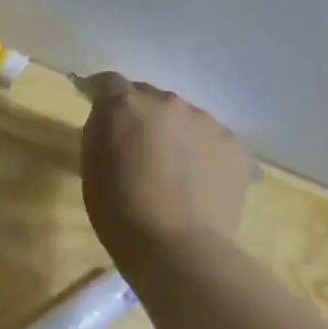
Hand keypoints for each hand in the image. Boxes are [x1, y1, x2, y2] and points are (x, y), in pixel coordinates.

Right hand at [80, 72, 250, 266]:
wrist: (176, 246)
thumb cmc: (117, 208)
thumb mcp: (91, 163)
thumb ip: (101, 129)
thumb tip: (110, 117)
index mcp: (126, 105)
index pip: (109, 82)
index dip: (102, 95)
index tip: (99, 112)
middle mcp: (169, 103)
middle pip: (151, 98)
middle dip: (142, 117)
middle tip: (137, 149)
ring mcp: (208, 123)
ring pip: (184, 119)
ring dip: (174, 134)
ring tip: (172, 169)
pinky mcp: (236, 147)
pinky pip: (211, 141)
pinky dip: (201, 154)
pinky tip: (196, 183)